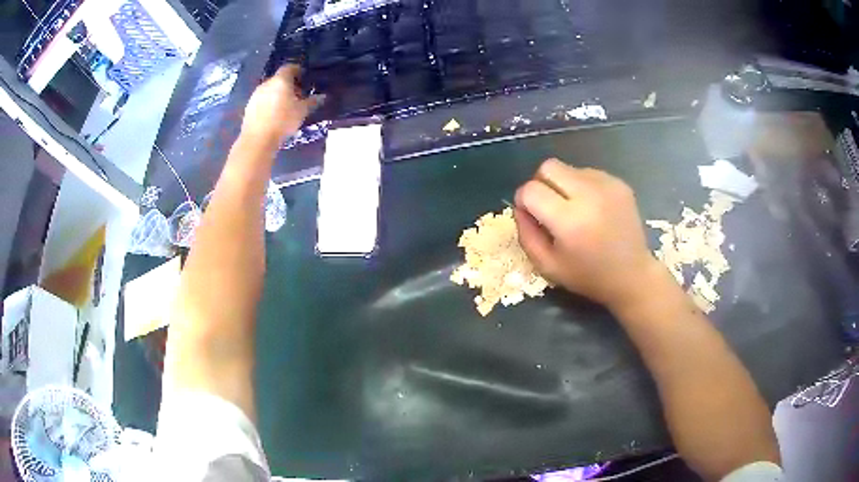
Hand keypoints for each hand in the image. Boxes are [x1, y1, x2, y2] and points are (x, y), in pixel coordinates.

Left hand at [241, 65, 321, 146]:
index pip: (289, 67)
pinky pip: (263, 100)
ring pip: (270, 89)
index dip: (297, 70)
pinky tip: (274, 114)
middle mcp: (267, 83)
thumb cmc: (283, 121)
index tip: (304, 77)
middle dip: (289, 84)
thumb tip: (322, 97)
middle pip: (279, 79)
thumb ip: (312, 101)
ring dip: (278, 94)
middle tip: (298, 94)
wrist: (258, 139)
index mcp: (281, 80)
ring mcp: (256, 95)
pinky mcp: (249, 106)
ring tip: (286, 106)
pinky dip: (269, 102)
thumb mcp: (302, 111)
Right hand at [514, 159, 659, 310]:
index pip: (530, 190)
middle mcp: (588, 196)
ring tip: (575, 209)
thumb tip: (520, 207)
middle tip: (549, 206)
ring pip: (569, 168)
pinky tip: (593, 208)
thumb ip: (526, 235)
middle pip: (548, 167)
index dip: (524, 200)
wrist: (632, 275)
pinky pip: (588, 173)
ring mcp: (607, 185)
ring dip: (564, 185)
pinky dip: (583, 186)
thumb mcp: (547, 267)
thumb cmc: (588, 276)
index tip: (530, 213)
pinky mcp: (619, 183)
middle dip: (541, 183)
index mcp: (569, 221)